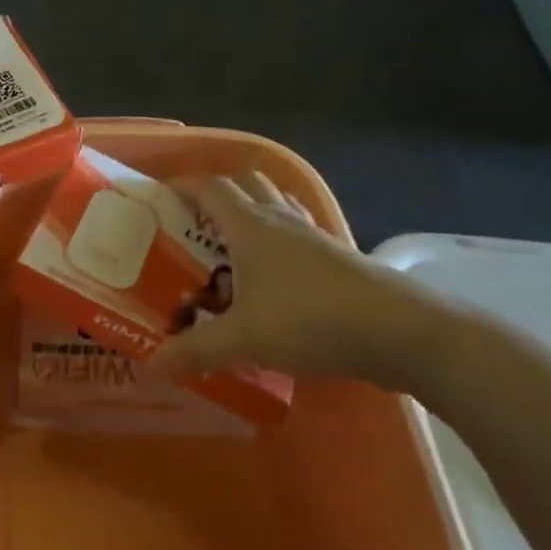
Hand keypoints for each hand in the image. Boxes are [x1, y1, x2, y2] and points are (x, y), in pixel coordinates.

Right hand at [149, 173, 461, 390]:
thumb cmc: (310, 320)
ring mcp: (315, 237)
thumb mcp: (244, 339)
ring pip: (278, 205)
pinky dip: (280, 239)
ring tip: (232, 243)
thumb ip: (196, 350)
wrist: (399, 331)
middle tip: (194, 221)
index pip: (210, 188)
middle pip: (247, 184)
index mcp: (252, 226)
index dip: (182, 186)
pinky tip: (276, 273)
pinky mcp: (339, 258)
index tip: (160, 197)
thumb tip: (152, 365)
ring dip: (253, 211)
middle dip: (218, 193)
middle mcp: (282, 221)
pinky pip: (300, 233)